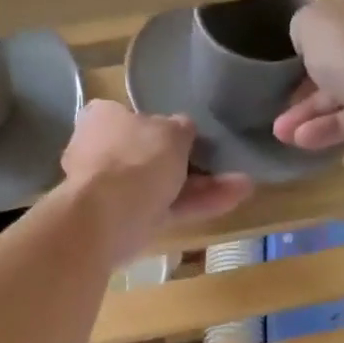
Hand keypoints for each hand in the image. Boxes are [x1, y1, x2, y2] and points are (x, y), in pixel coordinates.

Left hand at [59, 100, 252, 263]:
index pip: (135, 118)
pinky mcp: (123, 225)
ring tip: (243, 185)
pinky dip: (194, 206)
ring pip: (161, 187)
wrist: (104, 219)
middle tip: (223, 165)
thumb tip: (183, 129)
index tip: (192, 140)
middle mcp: (100, 153)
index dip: (165, 129)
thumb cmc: (135, 160)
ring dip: (201, 187)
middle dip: (189, 164)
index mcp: (102, 118)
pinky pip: (163, 211)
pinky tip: (232, 200)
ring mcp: (110, 192)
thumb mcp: (171, 132)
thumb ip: (181, 129)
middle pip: (150, 157)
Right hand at [274, 0, 343, 150]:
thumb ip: (306, 25)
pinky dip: (335, 127)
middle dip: (313, 84)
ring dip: (316, 112)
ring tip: (284, 133)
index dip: (323, 30)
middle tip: (286, 102)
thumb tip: (308, 38)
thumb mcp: (313, 20)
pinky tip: (304, 140)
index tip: (299, 53)